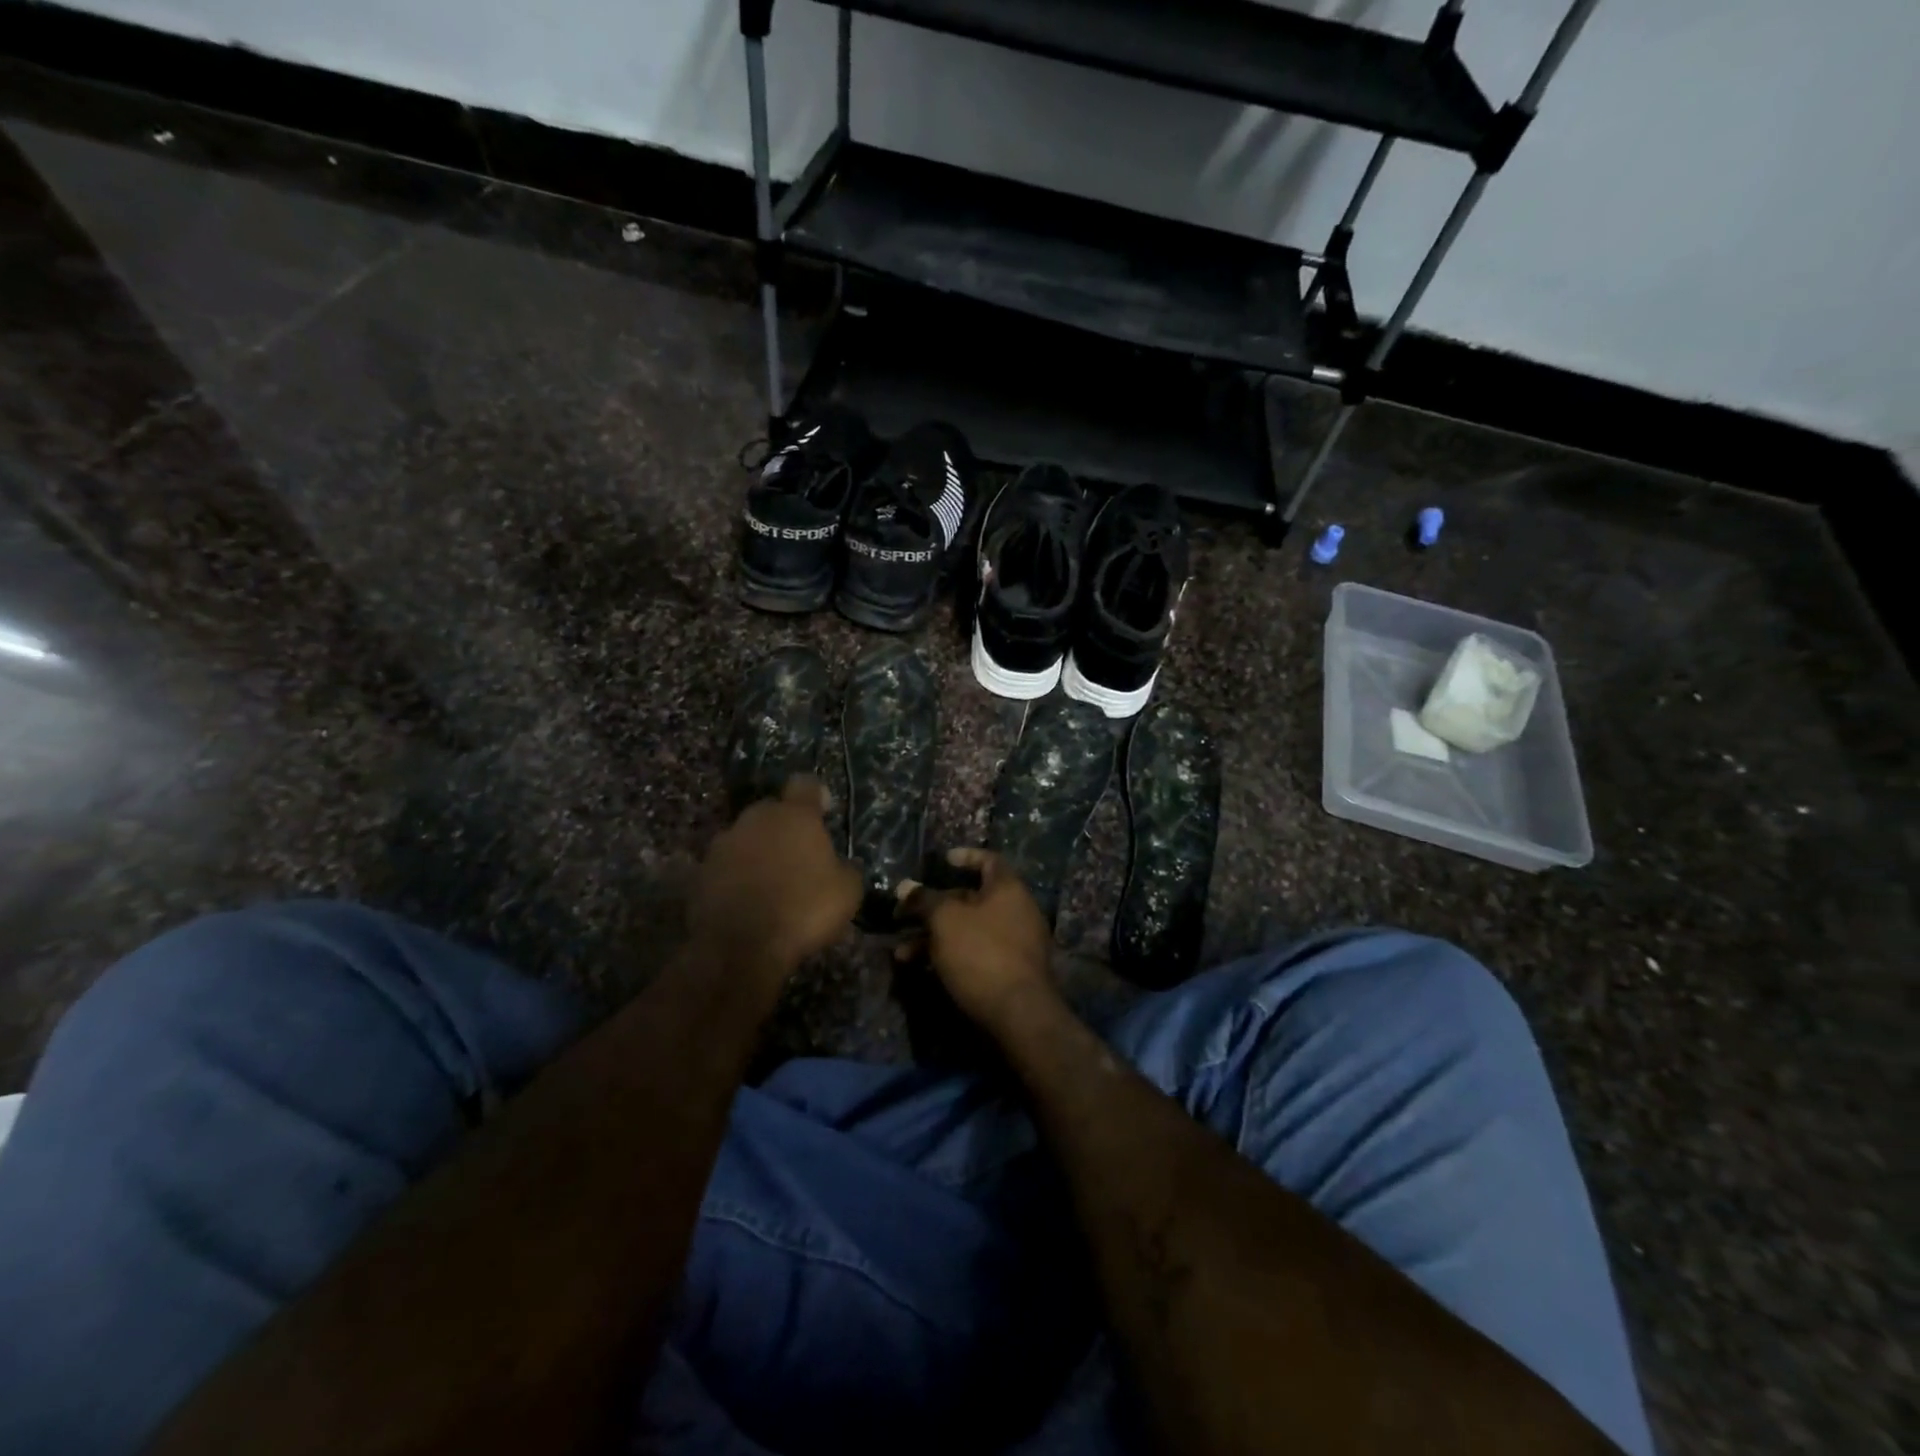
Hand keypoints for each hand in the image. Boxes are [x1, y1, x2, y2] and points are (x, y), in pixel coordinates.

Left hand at [689, 777, 863, 980]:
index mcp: (794, 815)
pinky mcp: (700, 873)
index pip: (805, 785)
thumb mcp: (847, 892)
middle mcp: (755, 819)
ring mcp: (722, 845)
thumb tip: (840, 866)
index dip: (816, 796)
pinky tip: (747, 902)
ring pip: (745, 839)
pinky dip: (736, 878)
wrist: (740, 948)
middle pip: (771, 811)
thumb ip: (845, 868)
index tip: (823, 812)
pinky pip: (725, 867)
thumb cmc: (803, 909)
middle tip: (798, 856)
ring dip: (757, 853)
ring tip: (770, 884)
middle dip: (783, 827)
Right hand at [896, 849, 1055, 1028]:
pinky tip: (923, 970)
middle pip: (971, 898)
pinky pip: (977, 952)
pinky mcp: (1011, 970)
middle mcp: (1017, 910)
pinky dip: (951, 955)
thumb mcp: (945, 920)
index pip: (989, 860)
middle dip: (934, 907)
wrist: (1019, 1013)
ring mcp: (1016, 942)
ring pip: (969, 929)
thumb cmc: (981, 952)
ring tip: (901, 954)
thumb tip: (904, 886)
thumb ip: (924, 900)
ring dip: (934, 937)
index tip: (943, 860)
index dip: (966, 856)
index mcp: (1008, 888)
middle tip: (903, 916)